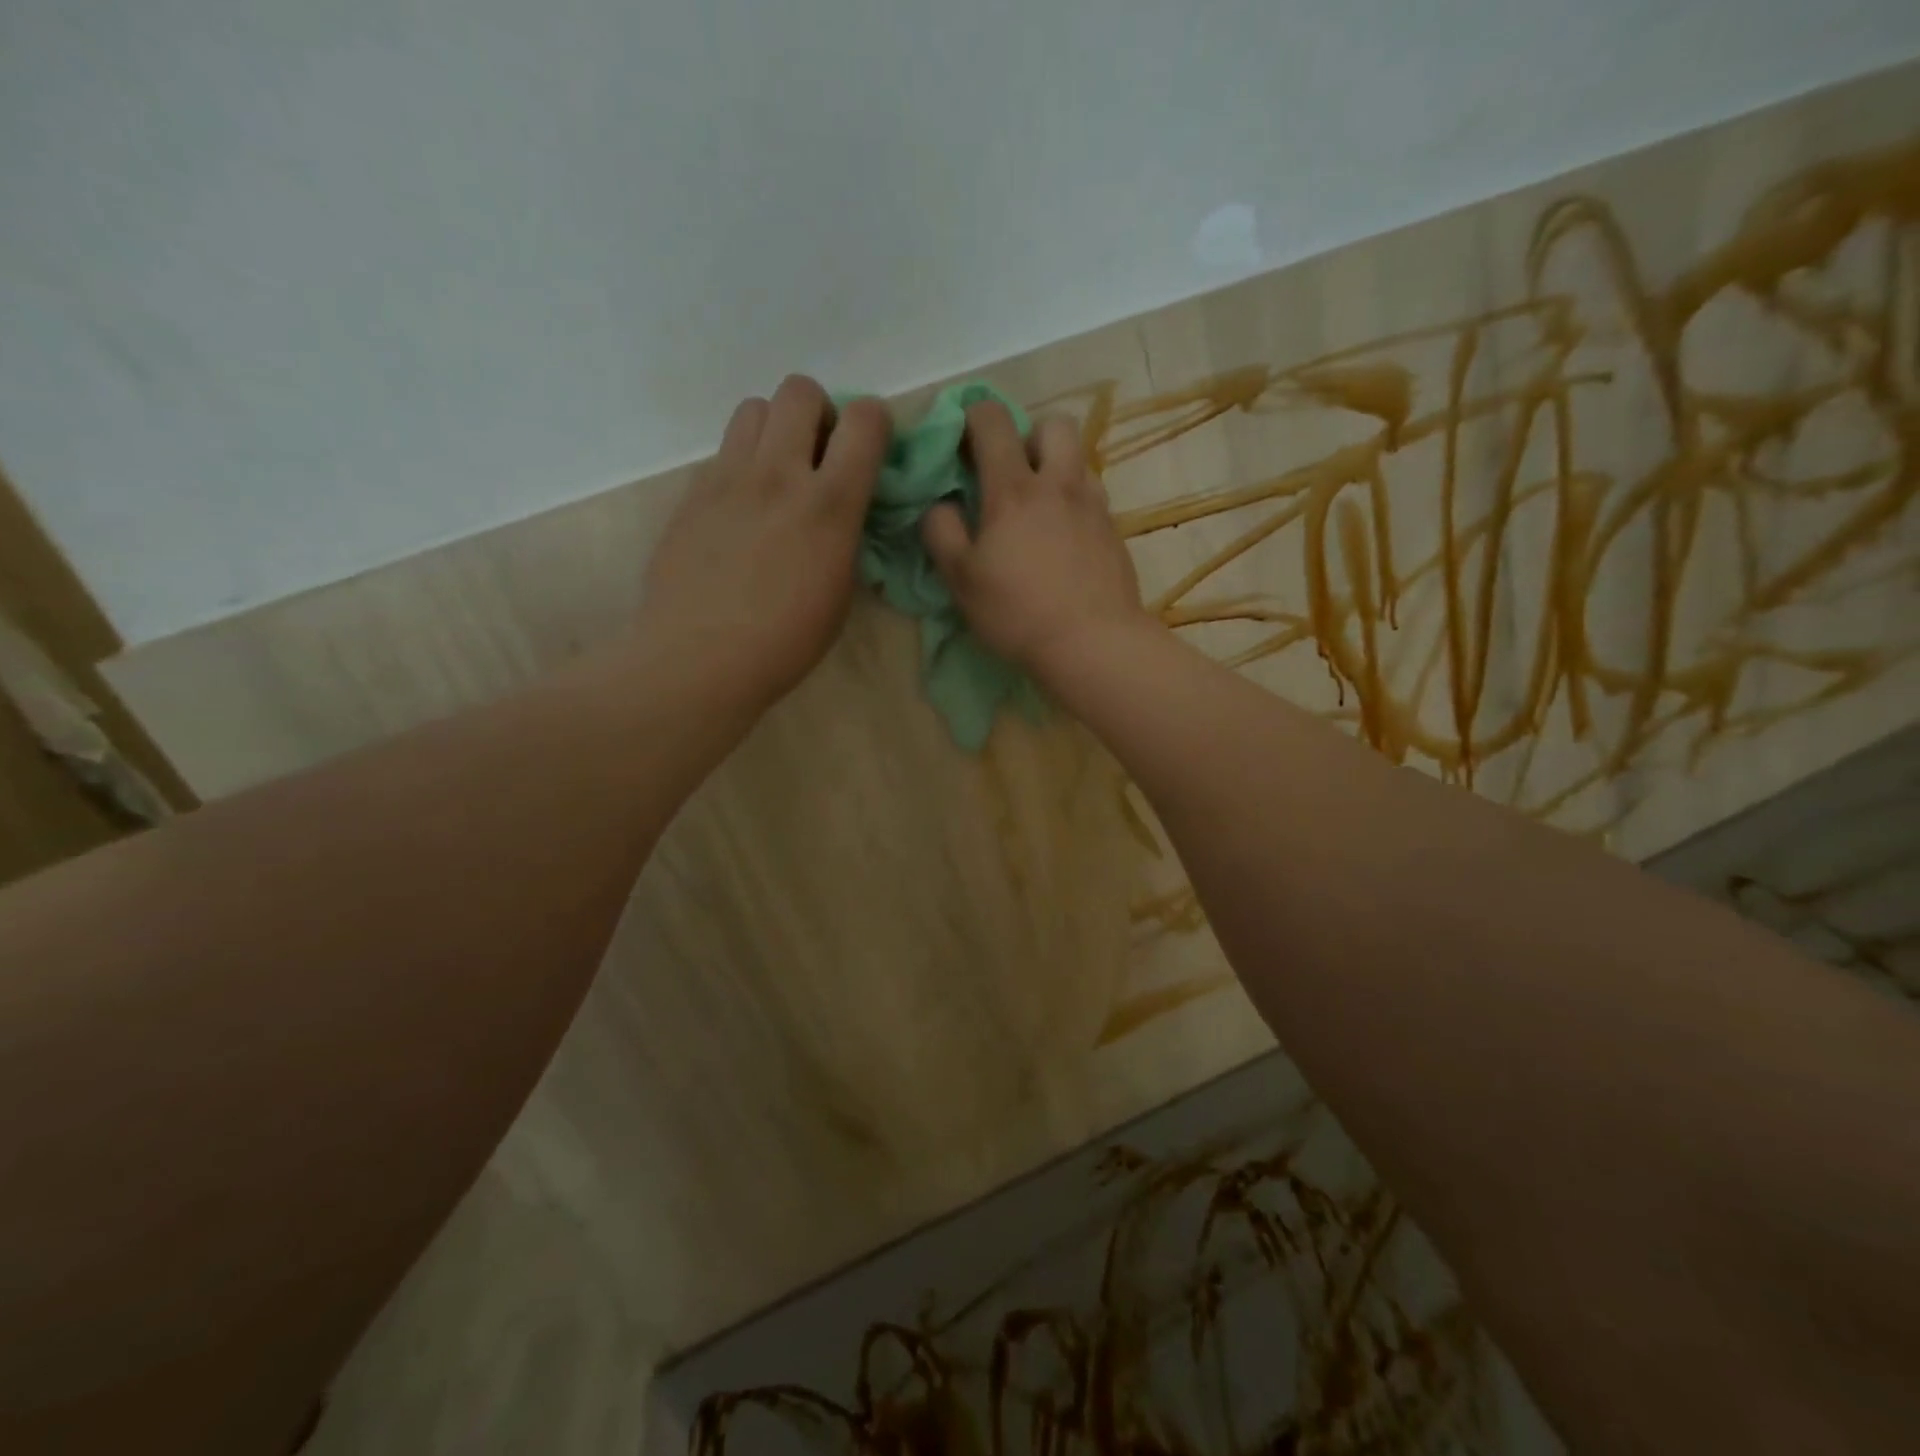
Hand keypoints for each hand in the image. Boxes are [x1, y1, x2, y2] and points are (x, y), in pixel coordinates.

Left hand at [639, 375, 889, 708]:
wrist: (698, 658)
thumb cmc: (785, 642)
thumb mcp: (840, 592)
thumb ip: (845, 534)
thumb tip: (841, 510)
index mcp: (829, 504)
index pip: (865, 420)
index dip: (876, 424)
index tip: (871, 452)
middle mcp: (778, 473)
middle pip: (800, 389)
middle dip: (819, 414)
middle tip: (818, 457)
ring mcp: (728, 478)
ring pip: (754, 408)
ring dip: (775, 430)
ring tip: (776, 475)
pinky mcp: (693, 493)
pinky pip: (723, 452)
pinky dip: (742, 466)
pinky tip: (740, 512)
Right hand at [921, 400, 1157, 683]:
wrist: (1092, 642)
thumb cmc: (1017, 612)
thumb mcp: (961, 579)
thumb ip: (941, 532)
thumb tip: (940, 504)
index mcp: (1013, 489)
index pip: (992, 421)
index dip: (973, 416)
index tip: (963, 440)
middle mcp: (1058, 484)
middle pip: (1053, 423)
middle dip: (1029, 434)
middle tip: (1012, 472)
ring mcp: (1093, 505)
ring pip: (1078, 459)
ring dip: (1056, 467)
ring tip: (1040, 507)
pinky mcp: (1114, 531)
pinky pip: (1093, 496)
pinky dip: (1075, 502)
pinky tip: (1064, 539)